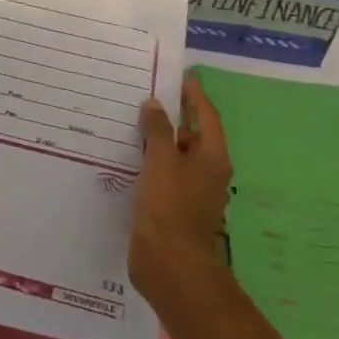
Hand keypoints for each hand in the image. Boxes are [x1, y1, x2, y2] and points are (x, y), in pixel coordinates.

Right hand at [128, 72, 231, 300]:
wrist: (169, 264)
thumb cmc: (170, 205)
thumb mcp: (162, 159)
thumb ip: (158, 129)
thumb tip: (155, 104)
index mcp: (212, 157)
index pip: (206, 115)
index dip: (192, 93)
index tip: (176, 74)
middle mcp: (206, 171)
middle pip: (191, 134)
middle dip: (170, 114)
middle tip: (143, 93)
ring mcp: (189, 191)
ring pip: (173, 155)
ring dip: (156, 138)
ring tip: (128, 119)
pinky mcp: (172, 207)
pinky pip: (161, 174)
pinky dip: (148, 160)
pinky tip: (125, 154)